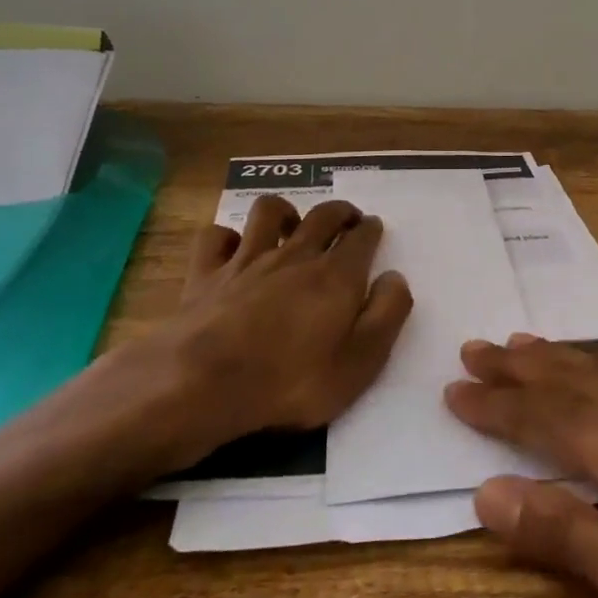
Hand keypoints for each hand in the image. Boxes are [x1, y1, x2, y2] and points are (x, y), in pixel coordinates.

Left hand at [100, 195, 412, 470]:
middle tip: (346, 219)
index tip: (374, 229)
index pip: (362, 237)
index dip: (371, 230)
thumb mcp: (360, 362)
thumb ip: (387, 315)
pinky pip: (216, 237)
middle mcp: (295, 256)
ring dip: (285, 211)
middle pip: (322, 216)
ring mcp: (246, 261)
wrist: (202, 386)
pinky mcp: (205, 274)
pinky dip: (226, 237)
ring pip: (269, 212)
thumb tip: (395, 278)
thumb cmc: (291, 382)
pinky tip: (232, 250)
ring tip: (291, 226)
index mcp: (337, 275)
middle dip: (340, 212)